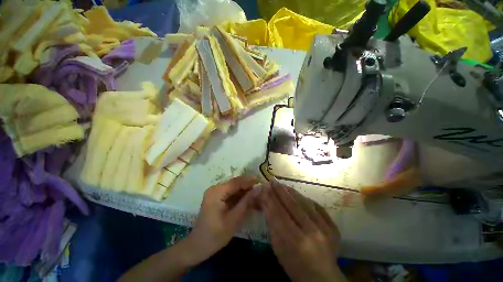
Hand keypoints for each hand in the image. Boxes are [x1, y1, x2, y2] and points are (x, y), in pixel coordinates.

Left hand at [184, 176, 258, 263]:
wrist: (197, 246)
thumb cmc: (215, 235)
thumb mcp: (234, 219)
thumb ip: (246, 202)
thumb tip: (258, 189)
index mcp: (217, 192)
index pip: (236, 182)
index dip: (249, 181)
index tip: (262, 181)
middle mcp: (215, 188)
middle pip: (235, 184)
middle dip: (248, 186)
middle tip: (261, 189)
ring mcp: (215, 193)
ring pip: (234, 188)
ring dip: (245, 191)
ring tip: (257, 194)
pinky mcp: (216, 198)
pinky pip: (230, 194)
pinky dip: (239, 196)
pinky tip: (248, 199)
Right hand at [261, 181, 344, 281]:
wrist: (322, 278)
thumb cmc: (295, 266)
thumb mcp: (279, 249)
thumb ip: (272, 225)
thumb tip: (266, 203)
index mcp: (297, 243)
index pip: (280, 215)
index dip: (270, 200)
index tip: (264, 188)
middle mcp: (313, 233)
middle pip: (293, 206)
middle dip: (280, 191)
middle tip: (272, 181)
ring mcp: (326, 229)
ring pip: (305, 204)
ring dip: (292, 192)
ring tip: (282, 184)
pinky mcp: (334, 227)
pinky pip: (318, 207)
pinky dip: (306, 199)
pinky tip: (297, 193)